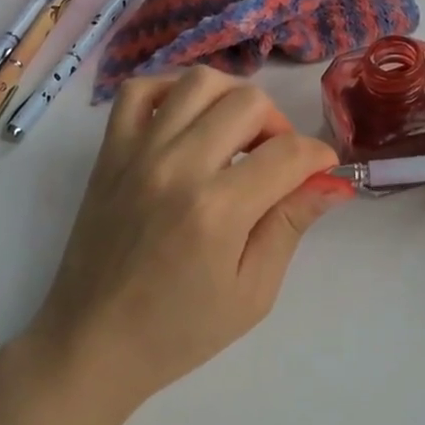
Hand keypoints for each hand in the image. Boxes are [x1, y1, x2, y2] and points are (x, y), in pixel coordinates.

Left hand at [34, 68, 353, 406]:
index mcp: (218, 210)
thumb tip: (332, 182)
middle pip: (249, 103)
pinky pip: (140, 91)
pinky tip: (187, 121)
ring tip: (237, 136)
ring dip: (233, 99)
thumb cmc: (179, 331)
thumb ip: (290, 226)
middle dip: (280, 126)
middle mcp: (178, 167)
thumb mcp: (252, 292)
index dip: (319, 157)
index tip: (322, 172)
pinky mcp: (109, 152)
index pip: (288, 153)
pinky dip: (171, 91)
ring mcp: (138, 153)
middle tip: (278, 161)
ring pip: (199, 81)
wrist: (93, 343)